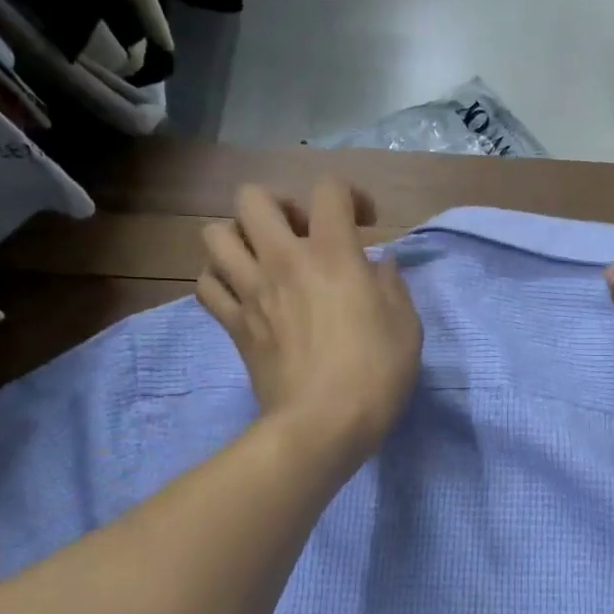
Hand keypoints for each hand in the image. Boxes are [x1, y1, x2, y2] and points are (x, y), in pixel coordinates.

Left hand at [197, 180, 422, 464]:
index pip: (329, 189)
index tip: (365, 224)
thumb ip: (393, 286)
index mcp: (332, 253)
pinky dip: (220, 280)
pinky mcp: (233, 324)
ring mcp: (251, 291)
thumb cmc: (375, 374)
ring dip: (240, 237)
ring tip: (263, 259)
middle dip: (278, 205)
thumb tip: (379, 265)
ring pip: (216, 234)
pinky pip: (206, 284)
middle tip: (301, 235)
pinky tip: (244, 293)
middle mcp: (283, 260)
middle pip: (253, 198)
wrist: (322, 425)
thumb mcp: (407, 327)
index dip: (350, 195)